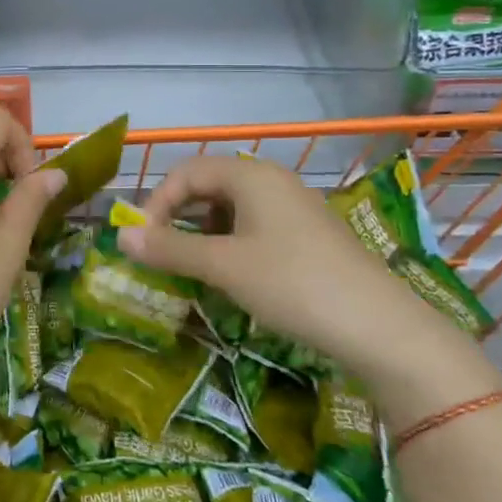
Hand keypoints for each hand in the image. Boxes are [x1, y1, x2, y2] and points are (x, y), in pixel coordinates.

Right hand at [118, 155, 467, 384]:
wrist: (381, 329)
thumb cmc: (293, 284)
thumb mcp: (224, 266)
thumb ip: (169, 248)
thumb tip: (120, 236)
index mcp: (251, 176)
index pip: (186, 172)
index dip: (156, 203)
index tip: (144, 241)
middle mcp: (272, 181)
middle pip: (208, 185)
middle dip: (178, 217)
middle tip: (162, 253)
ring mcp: (294, 207)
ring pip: (231, 207)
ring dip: (203, 232)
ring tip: (194, 267)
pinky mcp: (308, 235)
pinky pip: (255, 226)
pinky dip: (231, 244)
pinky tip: (232, 275)